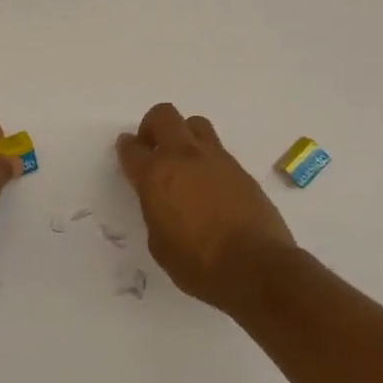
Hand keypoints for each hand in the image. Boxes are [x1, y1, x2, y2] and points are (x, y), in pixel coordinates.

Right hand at [116, 103, 295, 309]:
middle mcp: (184, 157)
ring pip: (195, 124)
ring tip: (183, 161)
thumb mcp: (159, 243)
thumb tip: (162, 201)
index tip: (127, 150)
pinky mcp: (240, 169)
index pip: (132, 149)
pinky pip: (218, 150)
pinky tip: (209, 184)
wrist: (256, 266)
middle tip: (152, 148)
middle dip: (152, 126)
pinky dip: (207, 159)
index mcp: (156, 176)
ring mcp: (216, 159)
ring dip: (183, 135)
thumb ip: (155, 211)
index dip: (126, 148)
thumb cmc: (199, 264)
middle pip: (163, 116)